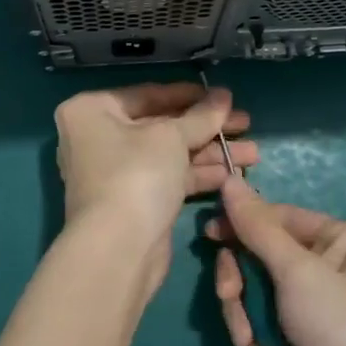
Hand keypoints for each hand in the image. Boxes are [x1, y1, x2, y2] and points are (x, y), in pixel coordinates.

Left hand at [55, 83, 257, 295]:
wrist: (117, 251)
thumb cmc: (136, 175)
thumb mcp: (171, 137)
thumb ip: (201, 115)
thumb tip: (224, 95)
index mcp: (92, 110)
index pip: (148, 94)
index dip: (190, 95)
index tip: (224, 96)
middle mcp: (98, 137)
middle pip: (161, 124)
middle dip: (206, 127)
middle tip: (245, 122)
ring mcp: (116, 172)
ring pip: (169, 153)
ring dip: (210, 152)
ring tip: (252, 152)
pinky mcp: (134, 201)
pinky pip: (170, 178)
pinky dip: (199, 174)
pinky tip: (234, 174)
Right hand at [208, 177, 345, 345]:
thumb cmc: (342, 326)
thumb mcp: (297, 270)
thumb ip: (257, 226)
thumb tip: (229, 178)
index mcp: (343, 237)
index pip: (280, 216)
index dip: (243, 223)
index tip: (208, 233)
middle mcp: (332, 265)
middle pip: (264, 253)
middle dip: (241, 275)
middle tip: (228, 294)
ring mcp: (316, 305)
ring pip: (258, 287)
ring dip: (244, 308)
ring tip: (246, 336)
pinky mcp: (302, 339)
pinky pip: (264, 318)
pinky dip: (254, 331)